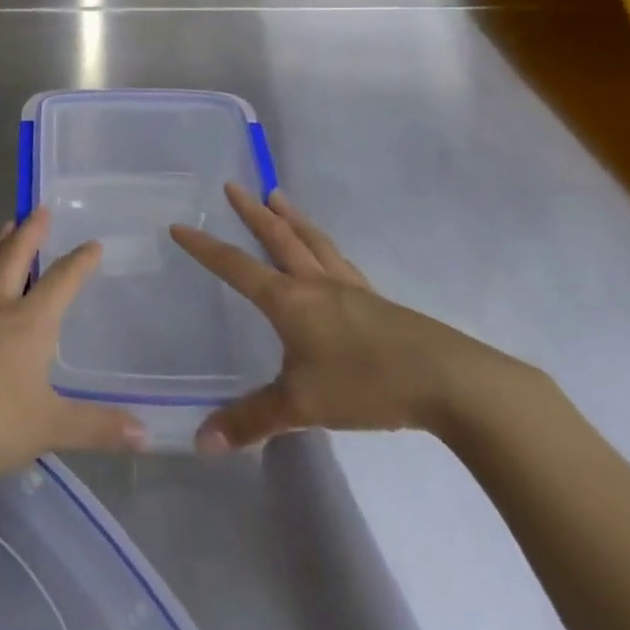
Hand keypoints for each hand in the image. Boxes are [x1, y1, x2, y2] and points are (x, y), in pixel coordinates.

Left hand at [0, 208, 146, 485]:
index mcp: (28, 324)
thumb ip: (98, 427)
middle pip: (14, 258)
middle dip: (30, 232)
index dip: (80, 262)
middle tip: (40, 209)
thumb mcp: (51, 429)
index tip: (93, 245)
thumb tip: (147, 434)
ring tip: (5, 228)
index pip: (60, 282)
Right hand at [171, 185, 511, 449]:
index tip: (180, 226)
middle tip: (233, 186)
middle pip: (279, 237)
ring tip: (278, 197)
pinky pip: (341, 263)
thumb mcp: (300, 405)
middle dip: (252, 212)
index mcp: (289, 300)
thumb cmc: (366, 384)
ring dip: (292, 218)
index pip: (236, 267)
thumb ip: (250, 420)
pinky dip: (325, 248)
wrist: (450, 382)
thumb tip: (200, 443)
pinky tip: (329, 256)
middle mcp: (316, 284)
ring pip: (314, 242)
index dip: (205, 248)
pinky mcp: (379, 303)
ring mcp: (351, 290)